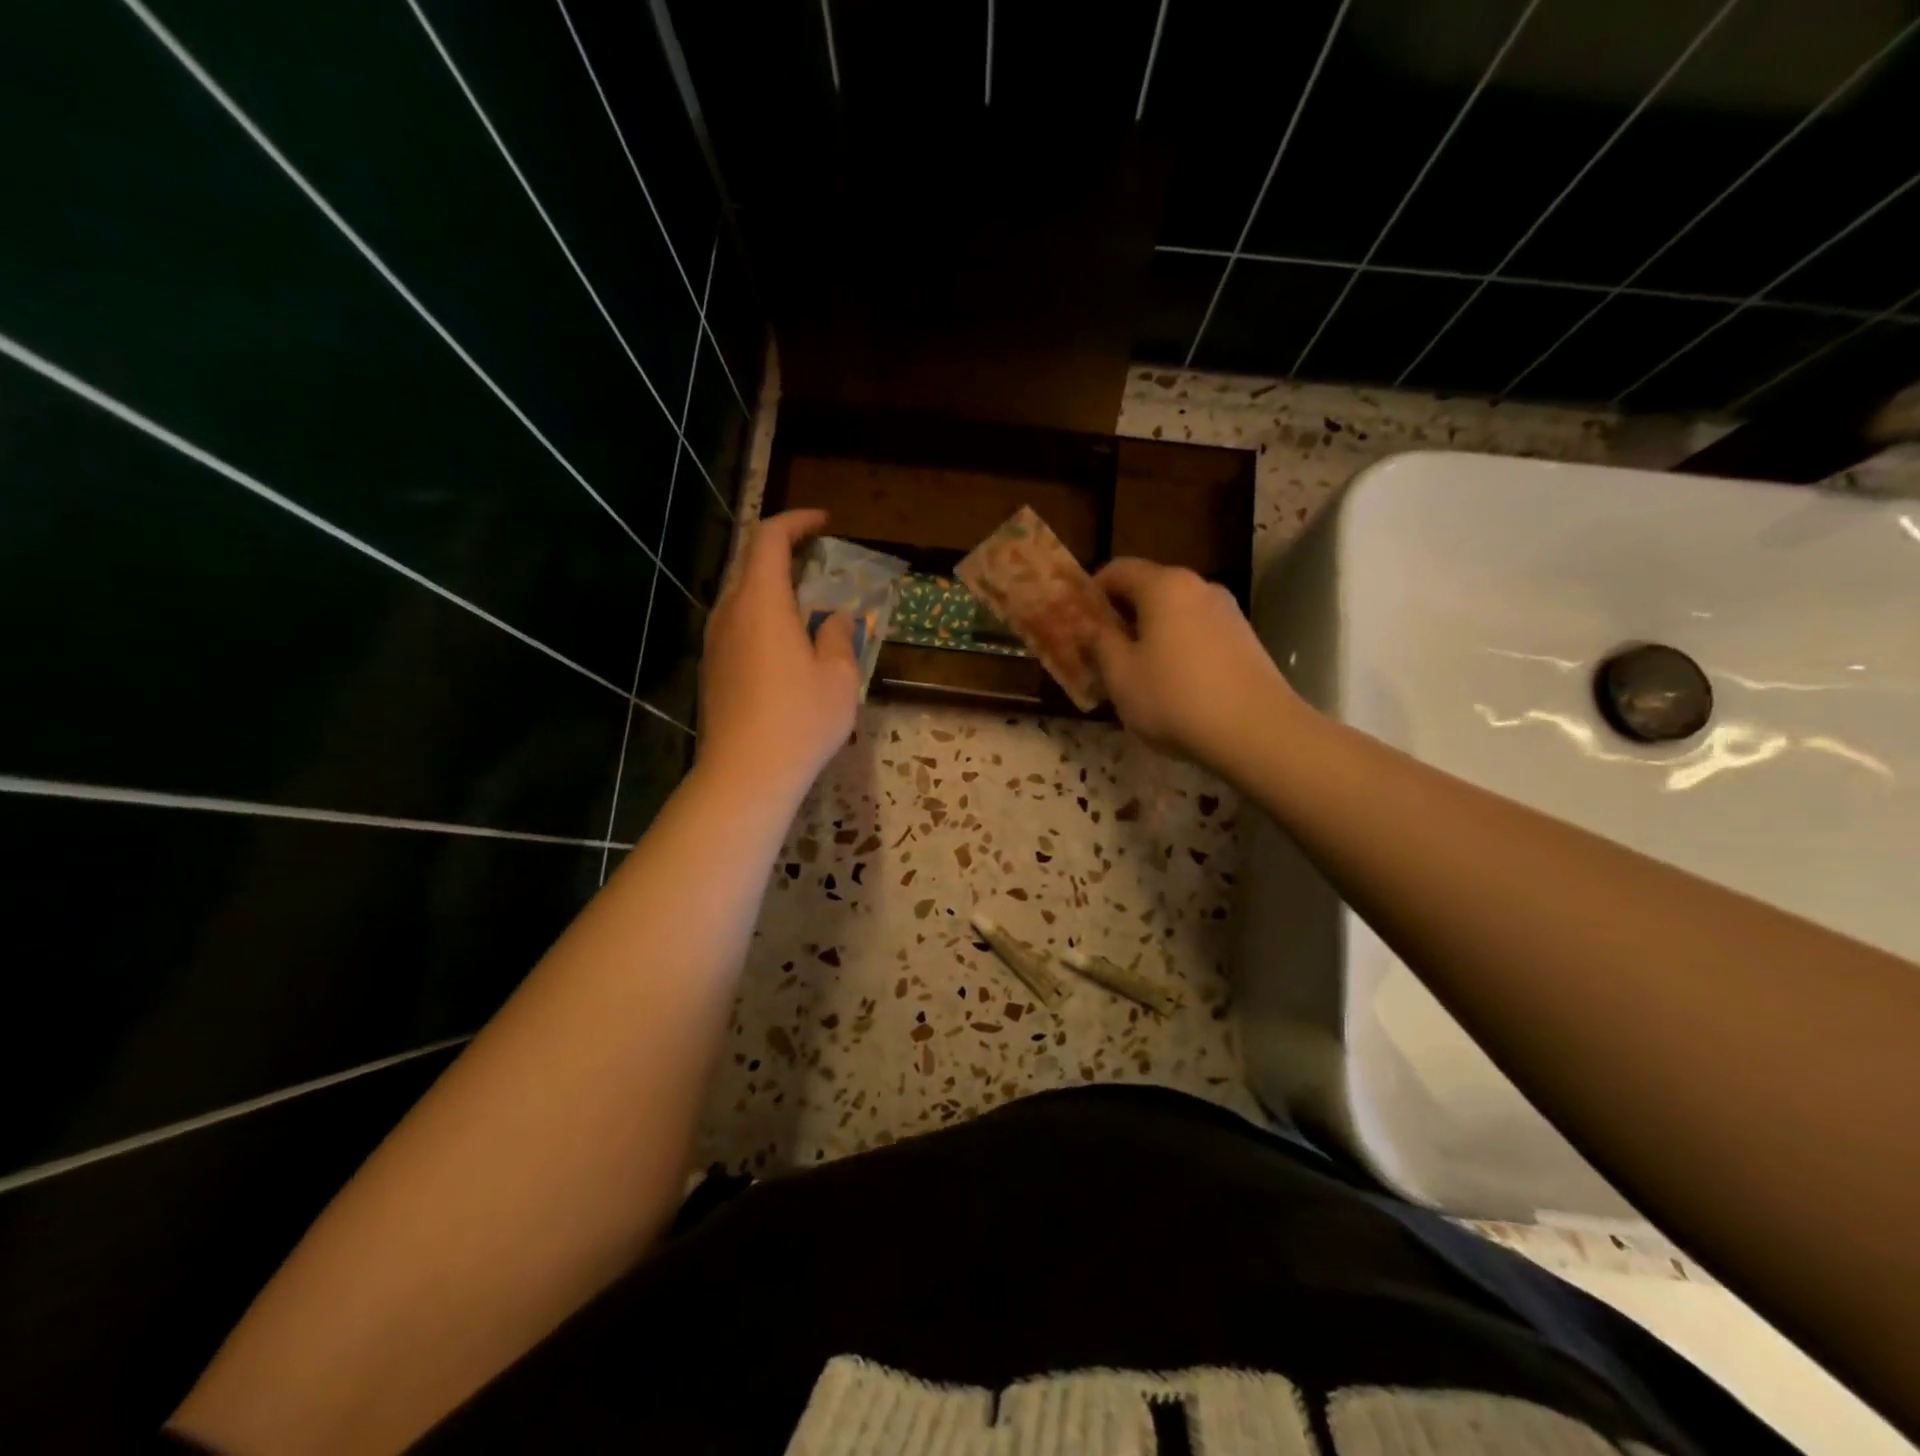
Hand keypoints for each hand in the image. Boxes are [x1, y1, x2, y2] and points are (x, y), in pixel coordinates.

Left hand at [696, 510, 858, 803]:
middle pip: (749, 561)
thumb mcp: (838, 677)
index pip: (770, 539)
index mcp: (761, 603)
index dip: (797, 522)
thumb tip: (836, 619)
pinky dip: (761, 612)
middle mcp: (730, 612)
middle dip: (782, 548)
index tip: (824, 523)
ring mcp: (715, 641)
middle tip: (816, 555)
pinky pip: (736, 622)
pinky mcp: (712, 667)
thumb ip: (839, 637)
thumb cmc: (799, 720)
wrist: (744, 774)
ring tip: (804, 599)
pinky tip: (784, 639)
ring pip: (739, 593)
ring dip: (770, 583)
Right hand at [1091, 558, 1304, 769]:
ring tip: (1136, 673)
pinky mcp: (1245, 639)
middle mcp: (1199, 587)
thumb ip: (1099, 643)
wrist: (1257, 732)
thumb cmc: (1175, 699)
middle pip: (1149, 589)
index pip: (1118, 569)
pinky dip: (1177, 648)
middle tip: (1101, 653)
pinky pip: (1198, 633)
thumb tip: (1088, 625)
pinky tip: (1173, 685)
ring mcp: (1228, 612)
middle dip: (1121, 616)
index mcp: (1164, 586)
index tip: (1078, 623)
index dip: (1091, 592)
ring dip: (1150, 634)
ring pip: (1175, 613)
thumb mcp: (1121, 675)